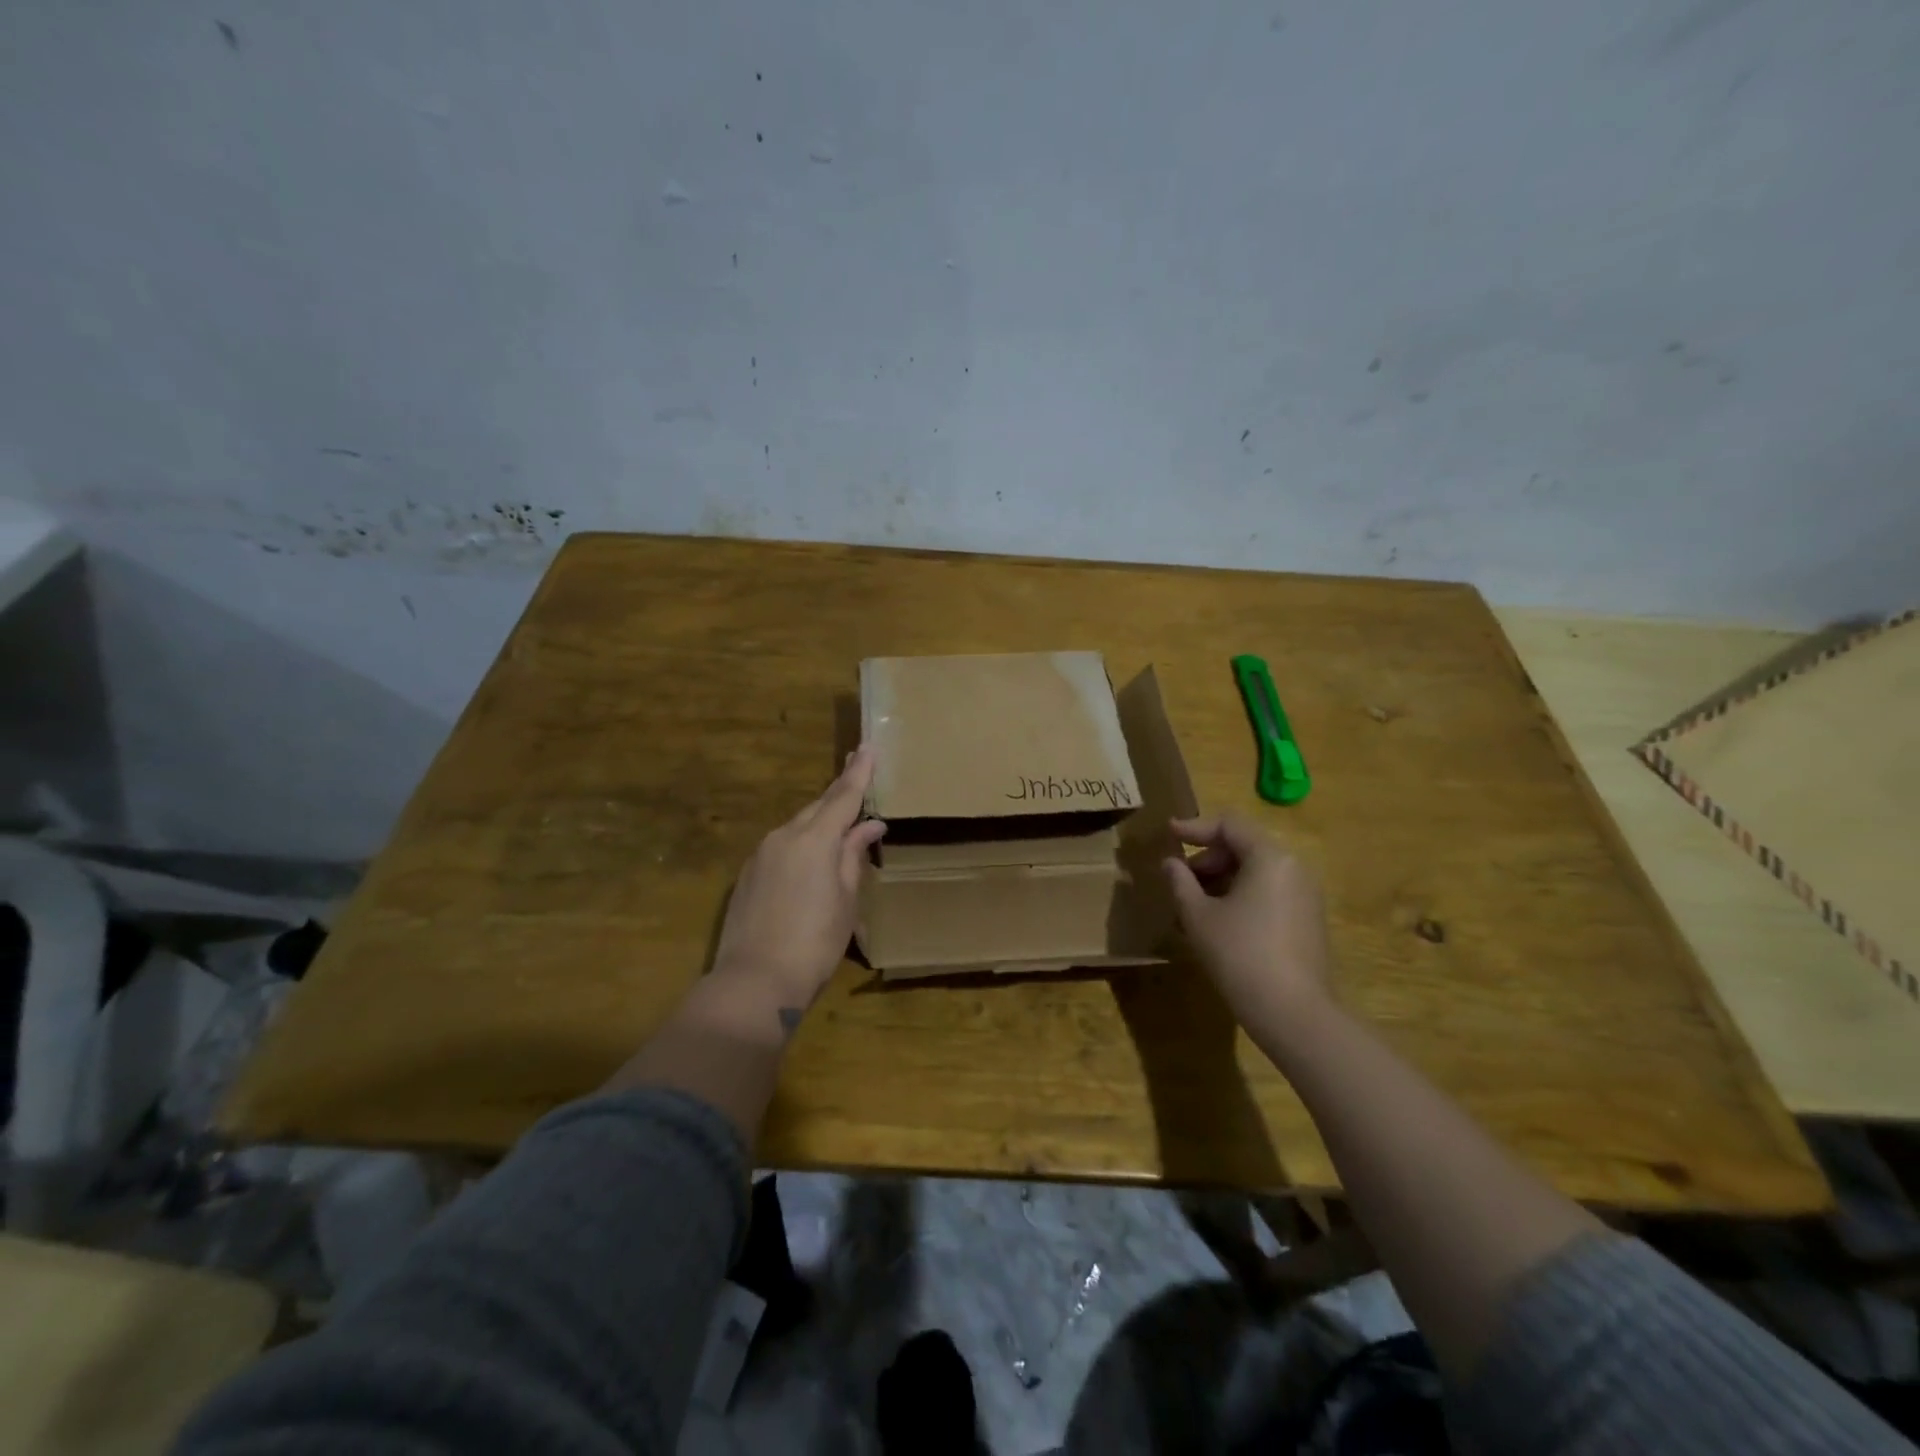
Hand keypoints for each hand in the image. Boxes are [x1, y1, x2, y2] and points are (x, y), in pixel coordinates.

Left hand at [711, 745, 886, 1019]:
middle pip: (817, 807)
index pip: (842, 797)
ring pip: (798, 826)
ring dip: (820, 821)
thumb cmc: (815, 942)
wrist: (754, 981)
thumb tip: (868, 825)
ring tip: (841, 823)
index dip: (858, 773)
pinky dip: (801, 843)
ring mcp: (760, 854)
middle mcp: (783, 836)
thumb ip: (853, 855)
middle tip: (857, 774)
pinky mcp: (748, 874)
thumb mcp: (845, 899)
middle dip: (839, 793)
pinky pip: (782, 846)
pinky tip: (811, 857)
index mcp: (814, 839)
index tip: (868, 747)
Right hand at [1162, 813, 1334, 1029]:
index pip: (1230, 825)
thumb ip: (1180, 882)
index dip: (1195, 827)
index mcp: (1270, 857)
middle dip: (1207, 858)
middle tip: (1179, 879)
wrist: (1293, 1013)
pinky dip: (1240, 896)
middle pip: (1244, 846)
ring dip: (1221, 880)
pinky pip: (1268, 893)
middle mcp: (1293, 868)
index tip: (1168, 834)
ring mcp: (1305, 896)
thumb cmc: (1239, 954)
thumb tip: (1169, 863)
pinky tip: (1217, 922)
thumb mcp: (1198, 916)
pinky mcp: (1307, 921)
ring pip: (1255, 872)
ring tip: (1191, 904)